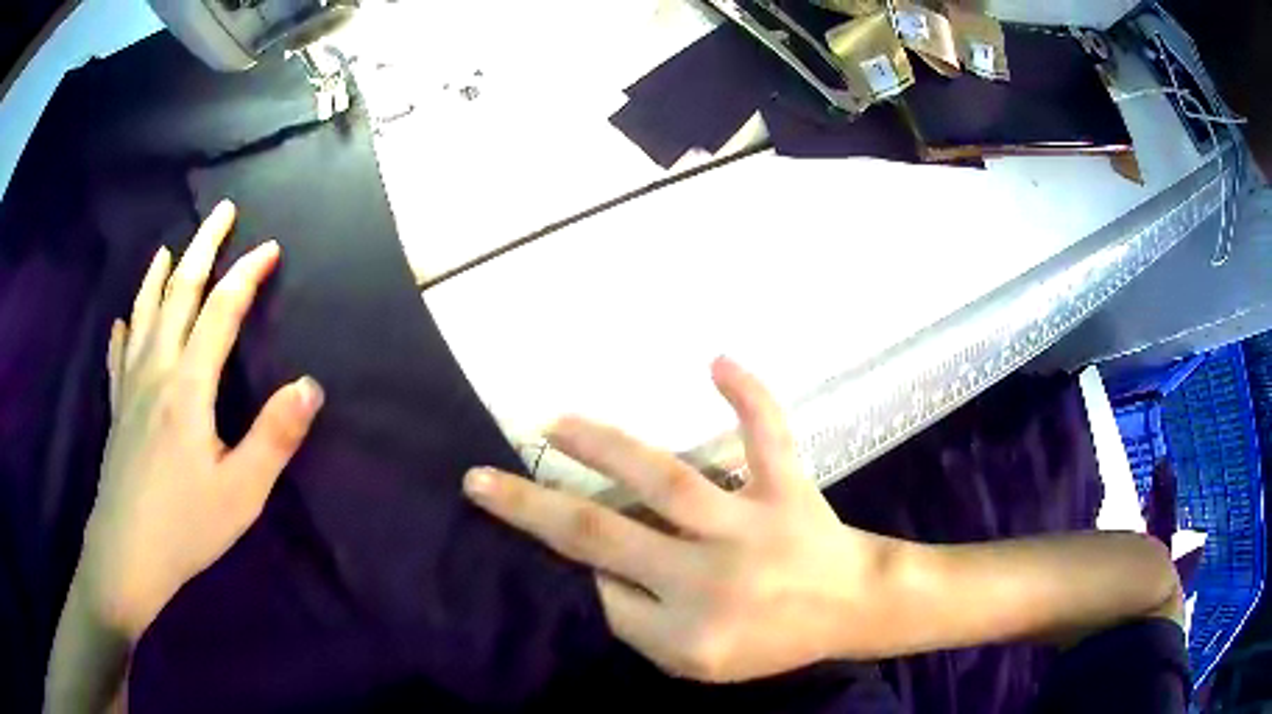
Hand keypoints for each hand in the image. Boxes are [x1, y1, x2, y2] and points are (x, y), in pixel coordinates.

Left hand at [81, 200, 323, 641]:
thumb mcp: (241, 493)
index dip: (246, 275)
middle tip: (221, 212)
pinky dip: (124, 330)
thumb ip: (274, 437)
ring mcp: (130, 386)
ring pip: (144, 314)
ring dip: (158, 276)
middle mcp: (156, 369)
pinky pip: (118, 356)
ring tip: (168, 249)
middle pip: (178, 293)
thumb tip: (310, 385)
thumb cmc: (186, 526)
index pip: (220, 311)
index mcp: (187, 385)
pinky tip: (123, 321)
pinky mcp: (116, 409)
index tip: (270, 247)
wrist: (127, 555)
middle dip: (203, 247)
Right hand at [463, 357, 892, 682]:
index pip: (602, 591)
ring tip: (555, 423)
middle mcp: (707, 574)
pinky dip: (749, 396)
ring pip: (665, 478)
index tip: (579, 556)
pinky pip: (768, 437)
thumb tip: (599, 570)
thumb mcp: (699, 665)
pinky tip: (717, 359)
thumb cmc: (775, 642)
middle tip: (480, 479)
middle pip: (601, 536)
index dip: (584, 571)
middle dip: (529, 508)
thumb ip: (642, 625)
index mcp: (684, 630)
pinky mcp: (786, 488)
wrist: (854, 608)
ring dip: (603, 447)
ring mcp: (749, 525)